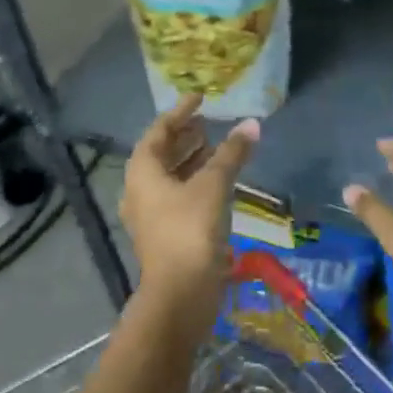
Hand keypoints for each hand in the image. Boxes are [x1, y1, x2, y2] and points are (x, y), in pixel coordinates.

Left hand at [122, 95, 257, 331]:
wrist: (180, 295)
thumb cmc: (190, 230)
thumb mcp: (213, 185)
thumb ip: (232, 153)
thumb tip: (252, 124)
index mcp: (142, 172)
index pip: (159, 131)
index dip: (180, 112)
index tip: (200, 98)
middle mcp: (140, 190)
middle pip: (162, 153)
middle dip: (186, 136)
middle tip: (209, 122)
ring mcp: (151, 215)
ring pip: (171, 176)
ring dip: (193, 159)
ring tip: (218, 145)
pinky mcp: (166, 233)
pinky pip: (179, 195)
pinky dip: (197, 181)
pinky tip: (220, 180)